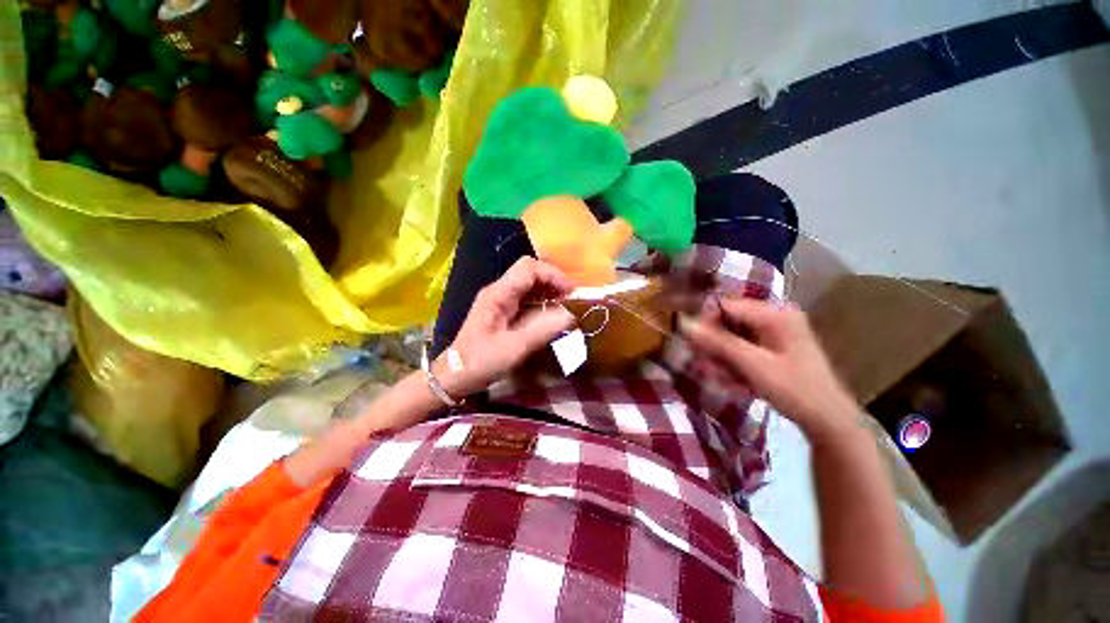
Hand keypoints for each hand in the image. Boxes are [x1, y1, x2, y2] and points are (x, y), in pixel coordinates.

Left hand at [439, 257, 575, 396]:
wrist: (455, 376)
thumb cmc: (481, 362)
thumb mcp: (514, 349)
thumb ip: (542, 330)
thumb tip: (569, 315)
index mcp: (498, 294)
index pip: (529, 269)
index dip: (553, 275)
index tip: (570, 293)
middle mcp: (499, 291)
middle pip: (529, 272)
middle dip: (552, 281)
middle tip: (570, 299)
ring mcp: (499, 301)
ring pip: (528, 284)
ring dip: (548, 291)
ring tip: (564, 306)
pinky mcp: (502, 311)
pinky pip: (525, 298)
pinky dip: (541, 301)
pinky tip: (550, 314)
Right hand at [678, 296, 860, 444]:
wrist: (829, 421)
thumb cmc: (795, 390)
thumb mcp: (753, 365)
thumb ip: (718, 342)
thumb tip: (684, 323)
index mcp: (775, 313)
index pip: (727, 305)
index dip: (706, 321)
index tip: (691, 342)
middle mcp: (775, 316)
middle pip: (730, 319)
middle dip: (714, 341)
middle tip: (706, 363)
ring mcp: (776, 332)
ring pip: (734, 334)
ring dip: (722, 353)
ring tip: (720, 375)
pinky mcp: (774, 346)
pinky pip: (743, 345)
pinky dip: (733, 360)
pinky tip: (733, 378)